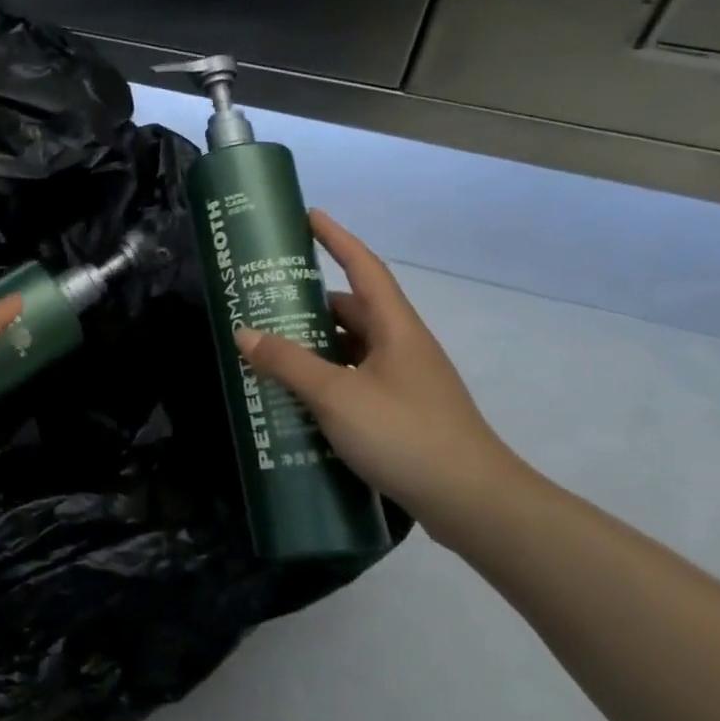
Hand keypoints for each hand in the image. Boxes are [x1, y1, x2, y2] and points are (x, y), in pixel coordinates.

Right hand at [234, 209, 525, 539]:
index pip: (364, 267)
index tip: (309, 215)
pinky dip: (328, 379)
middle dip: (311, 303)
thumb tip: (245, 333)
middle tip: (266, 302)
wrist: (474, 504)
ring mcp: (406, 381)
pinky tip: (300, 399)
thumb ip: (289, 363)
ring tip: (272, 352)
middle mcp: (403, 346)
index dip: (337, 238)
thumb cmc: (406, 435)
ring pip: (353, 349)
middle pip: (353, 310)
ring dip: (316, 347)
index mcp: (396, 328)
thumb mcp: (337, 396)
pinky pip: (357, 380)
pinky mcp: (403, 413)